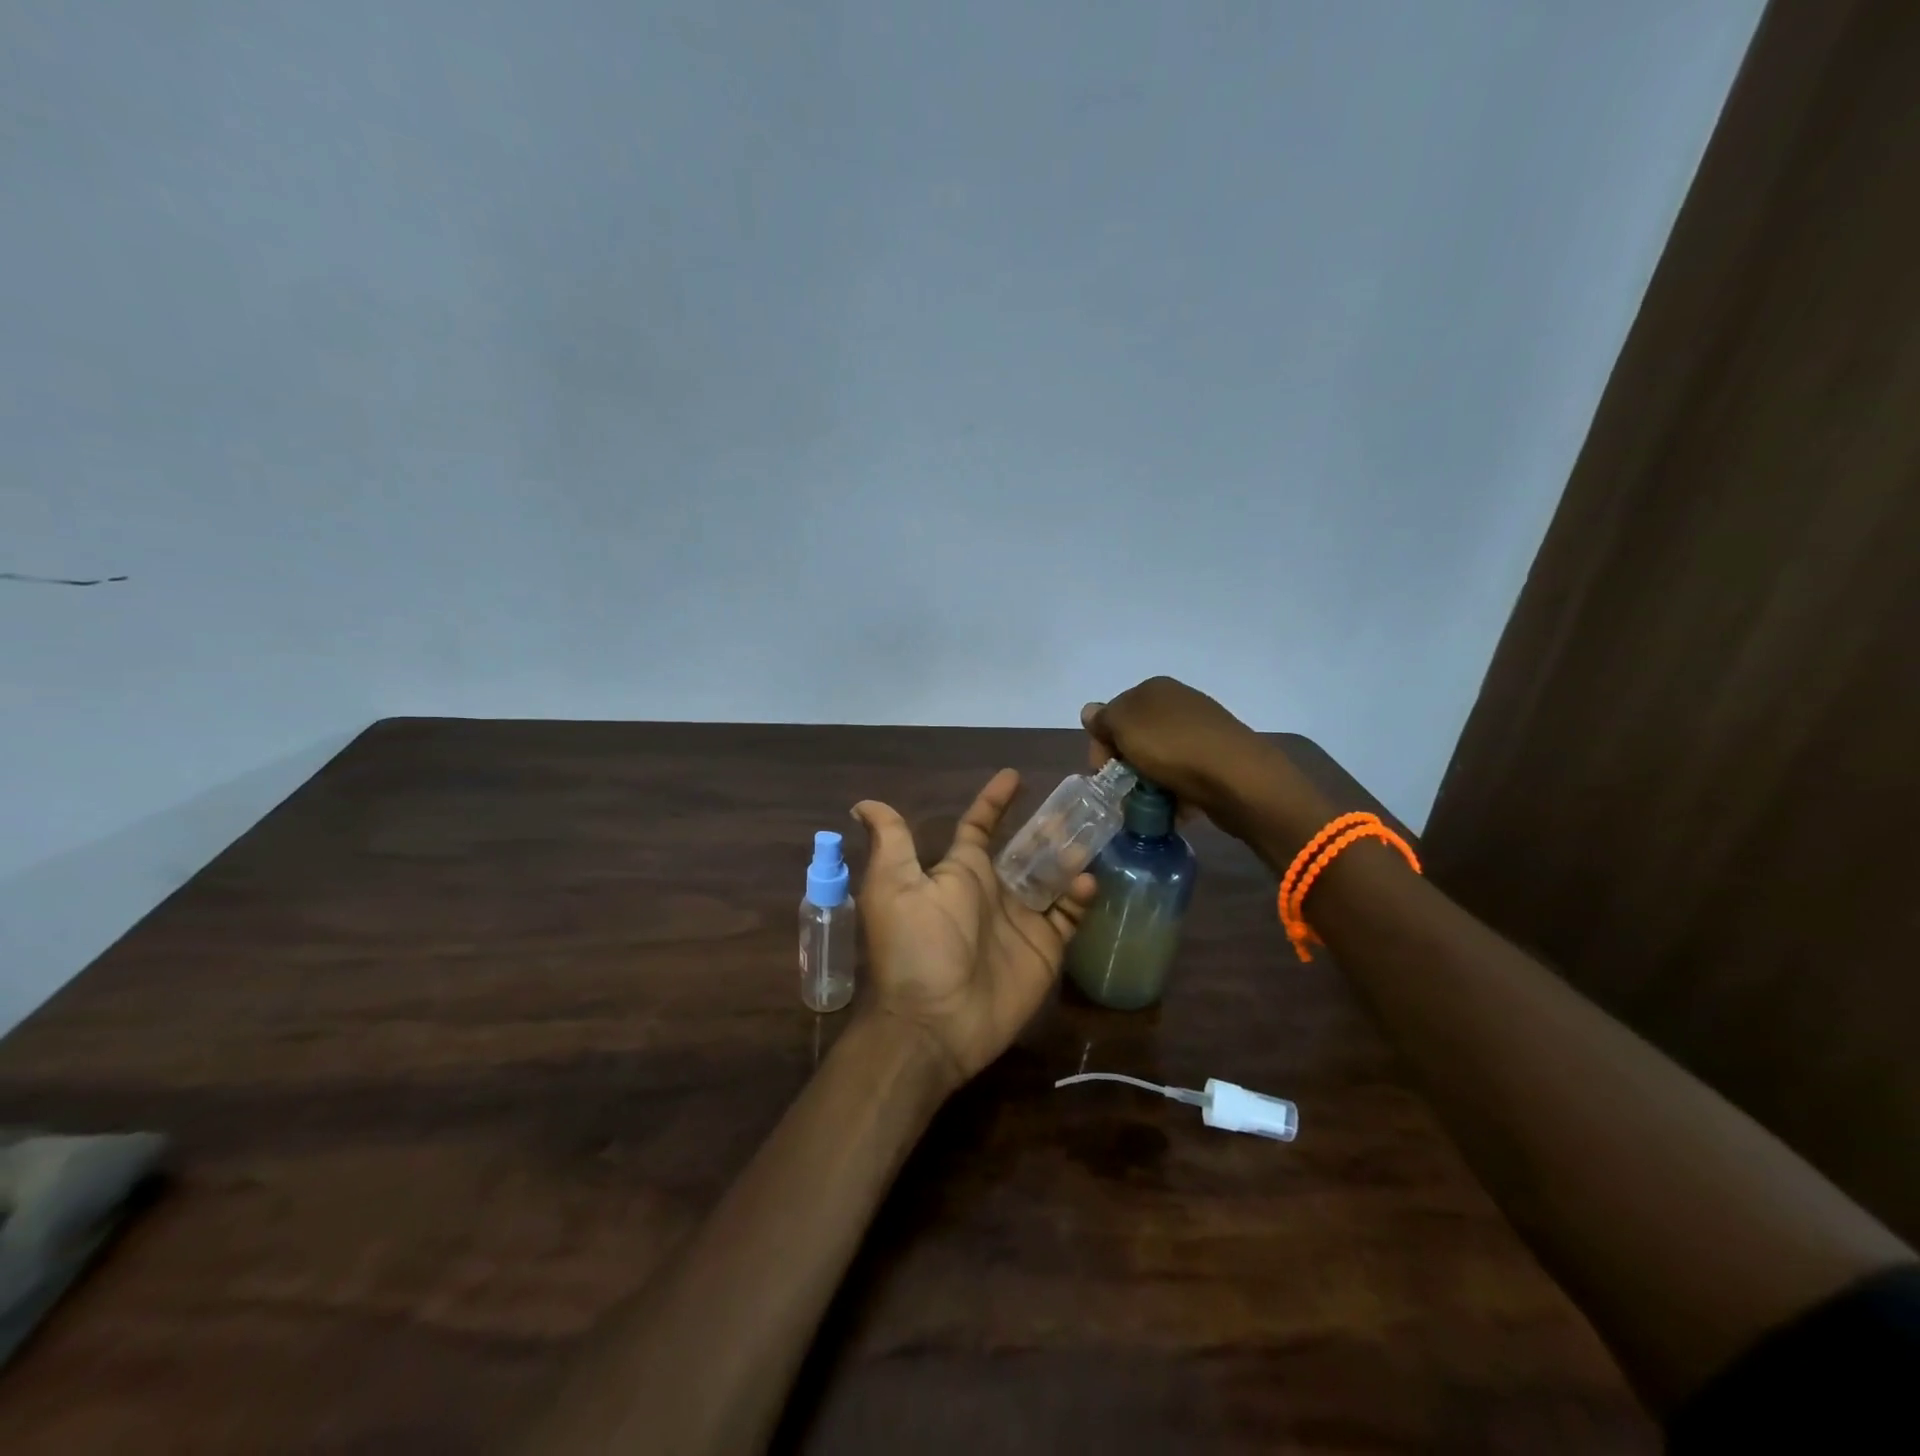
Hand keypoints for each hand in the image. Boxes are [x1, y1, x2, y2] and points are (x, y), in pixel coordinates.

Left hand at [850, 769, 1094, 1089]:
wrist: (935, 1022)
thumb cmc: (915, 947)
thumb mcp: (893, 887)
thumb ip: (891, 841)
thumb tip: (863, 803)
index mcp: (961, 872)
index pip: (980, 827)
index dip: (995, 802)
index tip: (1015, 776)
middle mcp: (993, 891)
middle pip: (1027, 849)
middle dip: (1048, 827)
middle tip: (1076, 804)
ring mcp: (1021, 920)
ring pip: (1053, 877)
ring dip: (1070, 855)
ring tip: (1090, 835)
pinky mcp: (1044, 949)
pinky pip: (1068, 916)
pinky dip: (1081, 897)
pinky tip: (1086, 882)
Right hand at [1080, 676, 1272, 823]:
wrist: (1237, 777)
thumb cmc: (1172, 747)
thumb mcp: (1125, 726)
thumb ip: (1103, 718)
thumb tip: (1090, 711)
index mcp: (1153, 689)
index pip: (1112, 715)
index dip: (1101, 745)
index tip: (1103, 772)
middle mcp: (1177, 703)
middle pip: (1134, 738)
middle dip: (1124, 766)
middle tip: (1125, 791)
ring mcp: (1199, 729)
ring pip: (1157, 759)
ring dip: (1148, 783)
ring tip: (1150, 805)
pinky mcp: (1216, 757)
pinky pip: (1182, 774)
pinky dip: (1174, 791)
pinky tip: (1175, 807)